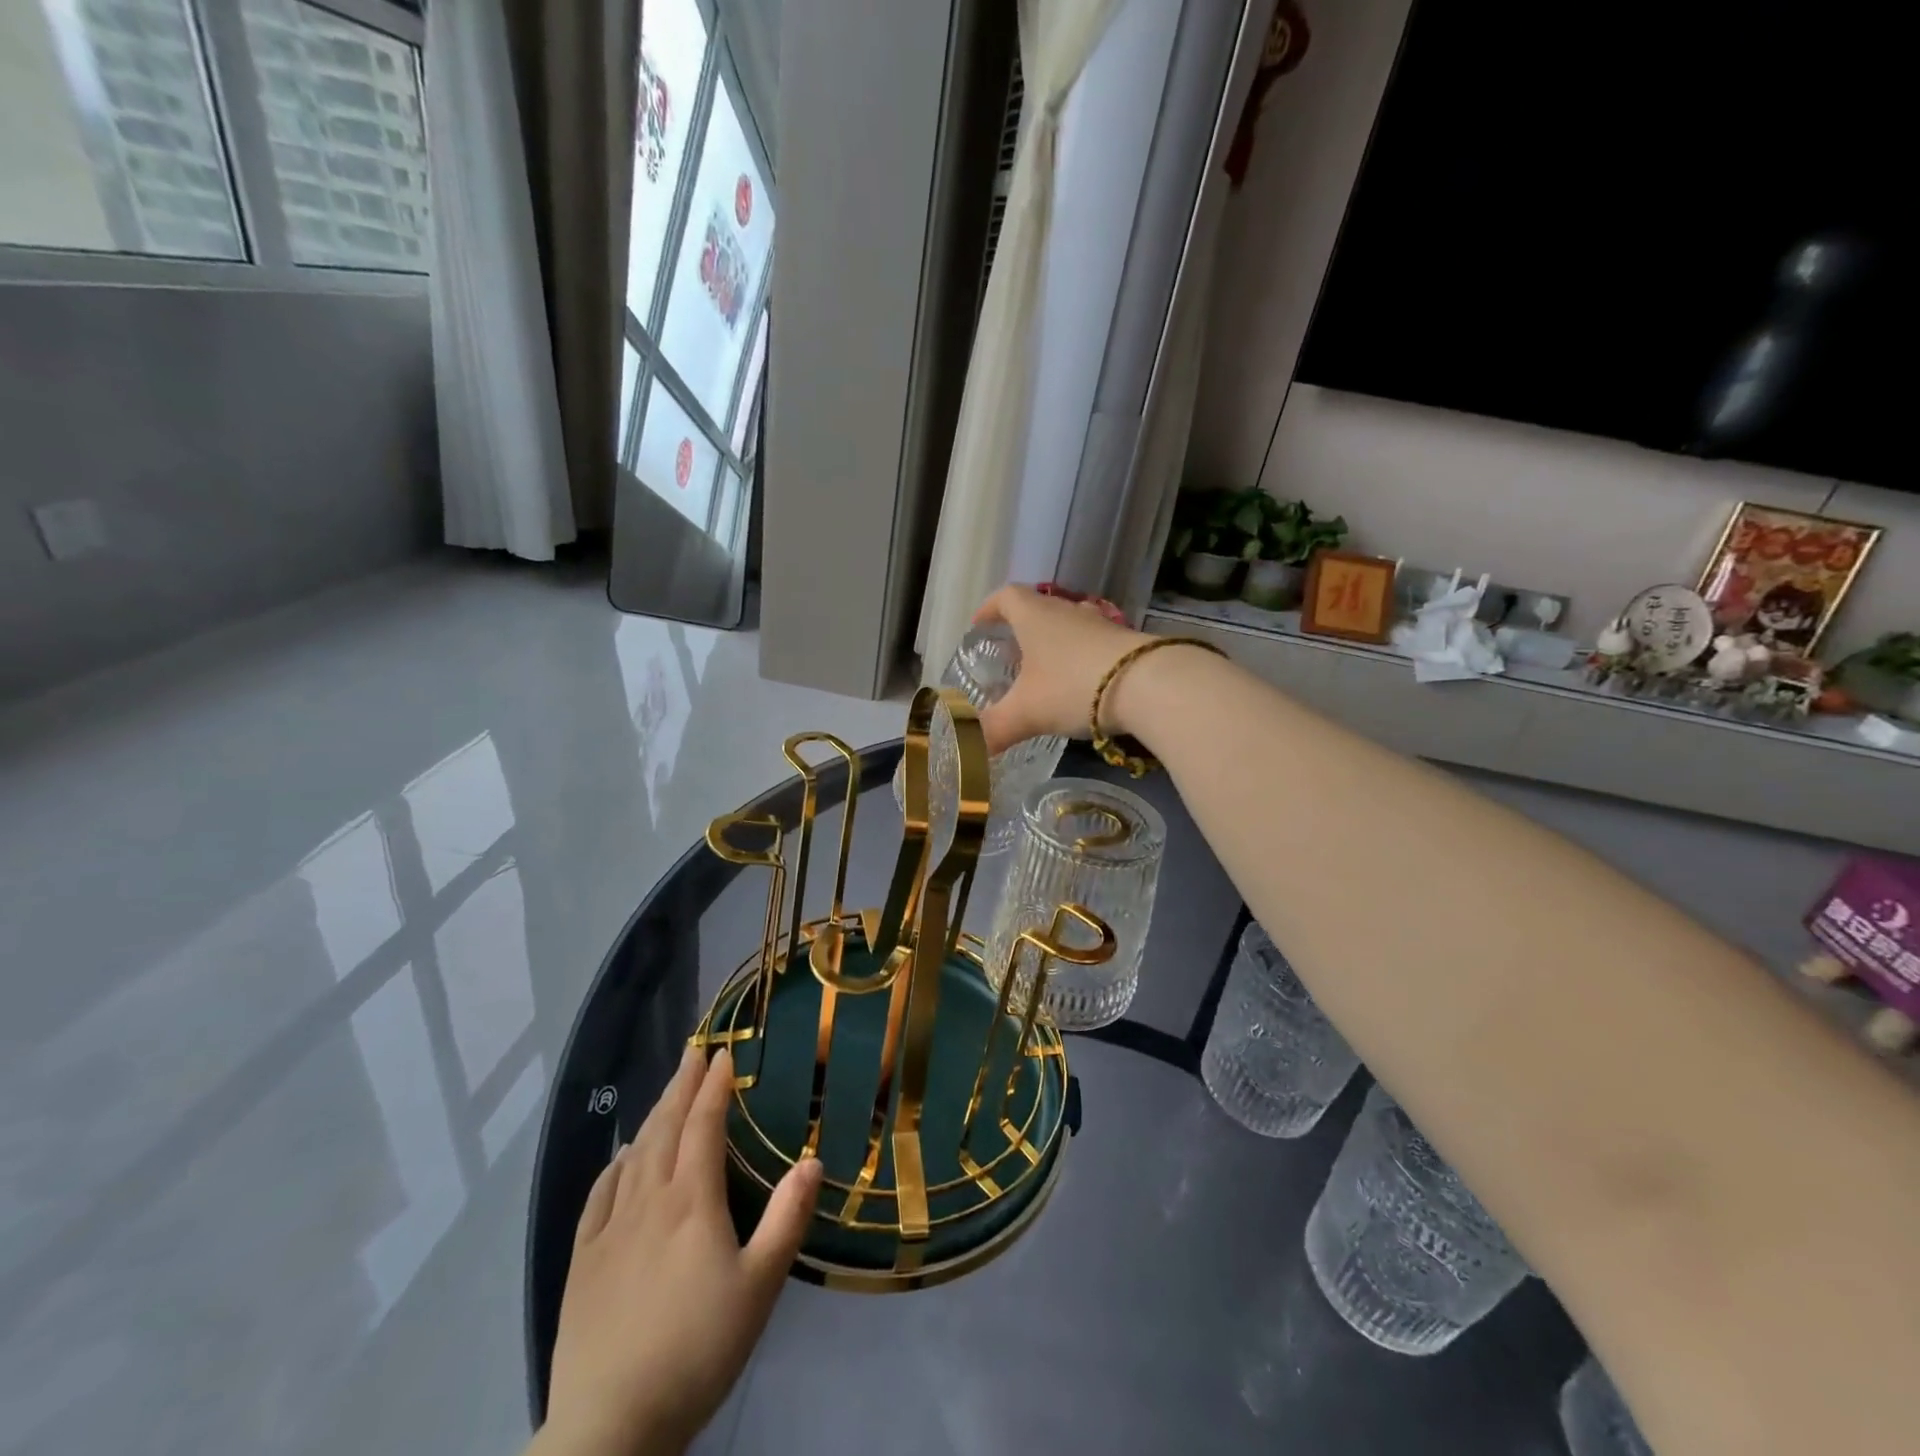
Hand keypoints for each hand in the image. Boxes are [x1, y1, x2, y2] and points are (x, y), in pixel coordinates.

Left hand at [538, 1046, 822, 1455]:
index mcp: (691, 1200)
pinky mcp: (582, 1260)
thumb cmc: (697, 1350)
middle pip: (666, 1127)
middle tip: (695, 1051)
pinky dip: (616, 1163)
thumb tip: (812, 1159)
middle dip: (683, 1084)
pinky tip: (623, 1156)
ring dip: (654, 1114)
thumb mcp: (759, 1287)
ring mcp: (610, 1228)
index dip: (715, 1086)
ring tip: (667, 1091)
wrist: (610, 1426)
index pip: (703, 1124)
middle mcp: (649, 1199)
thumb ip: (787, 1219)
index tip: (726, 1053)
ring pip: (635, 1153)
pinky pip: (600, 1193)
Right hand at [973, 585, 1150, 755]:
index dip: (989, 609)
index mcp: (1035, 616)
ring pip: (1069, 627)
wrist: (1149, 685)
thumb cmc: (1073, 687)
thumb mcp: (1025, 713)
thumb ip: (995, 729)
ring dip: (1054, 645)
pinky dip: (1081, 661)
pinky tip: (1080, 688)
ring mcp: (1101, 625)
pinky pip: (1094, 646)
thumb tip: (974, 747)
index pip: (1006, 597)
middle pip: (1039, 610)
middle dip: (1021, 631)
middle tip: (1010, 658)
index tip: (979, 626)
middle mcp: (1067, 612)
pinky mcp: (1126, 643)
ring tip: (1045, 675)